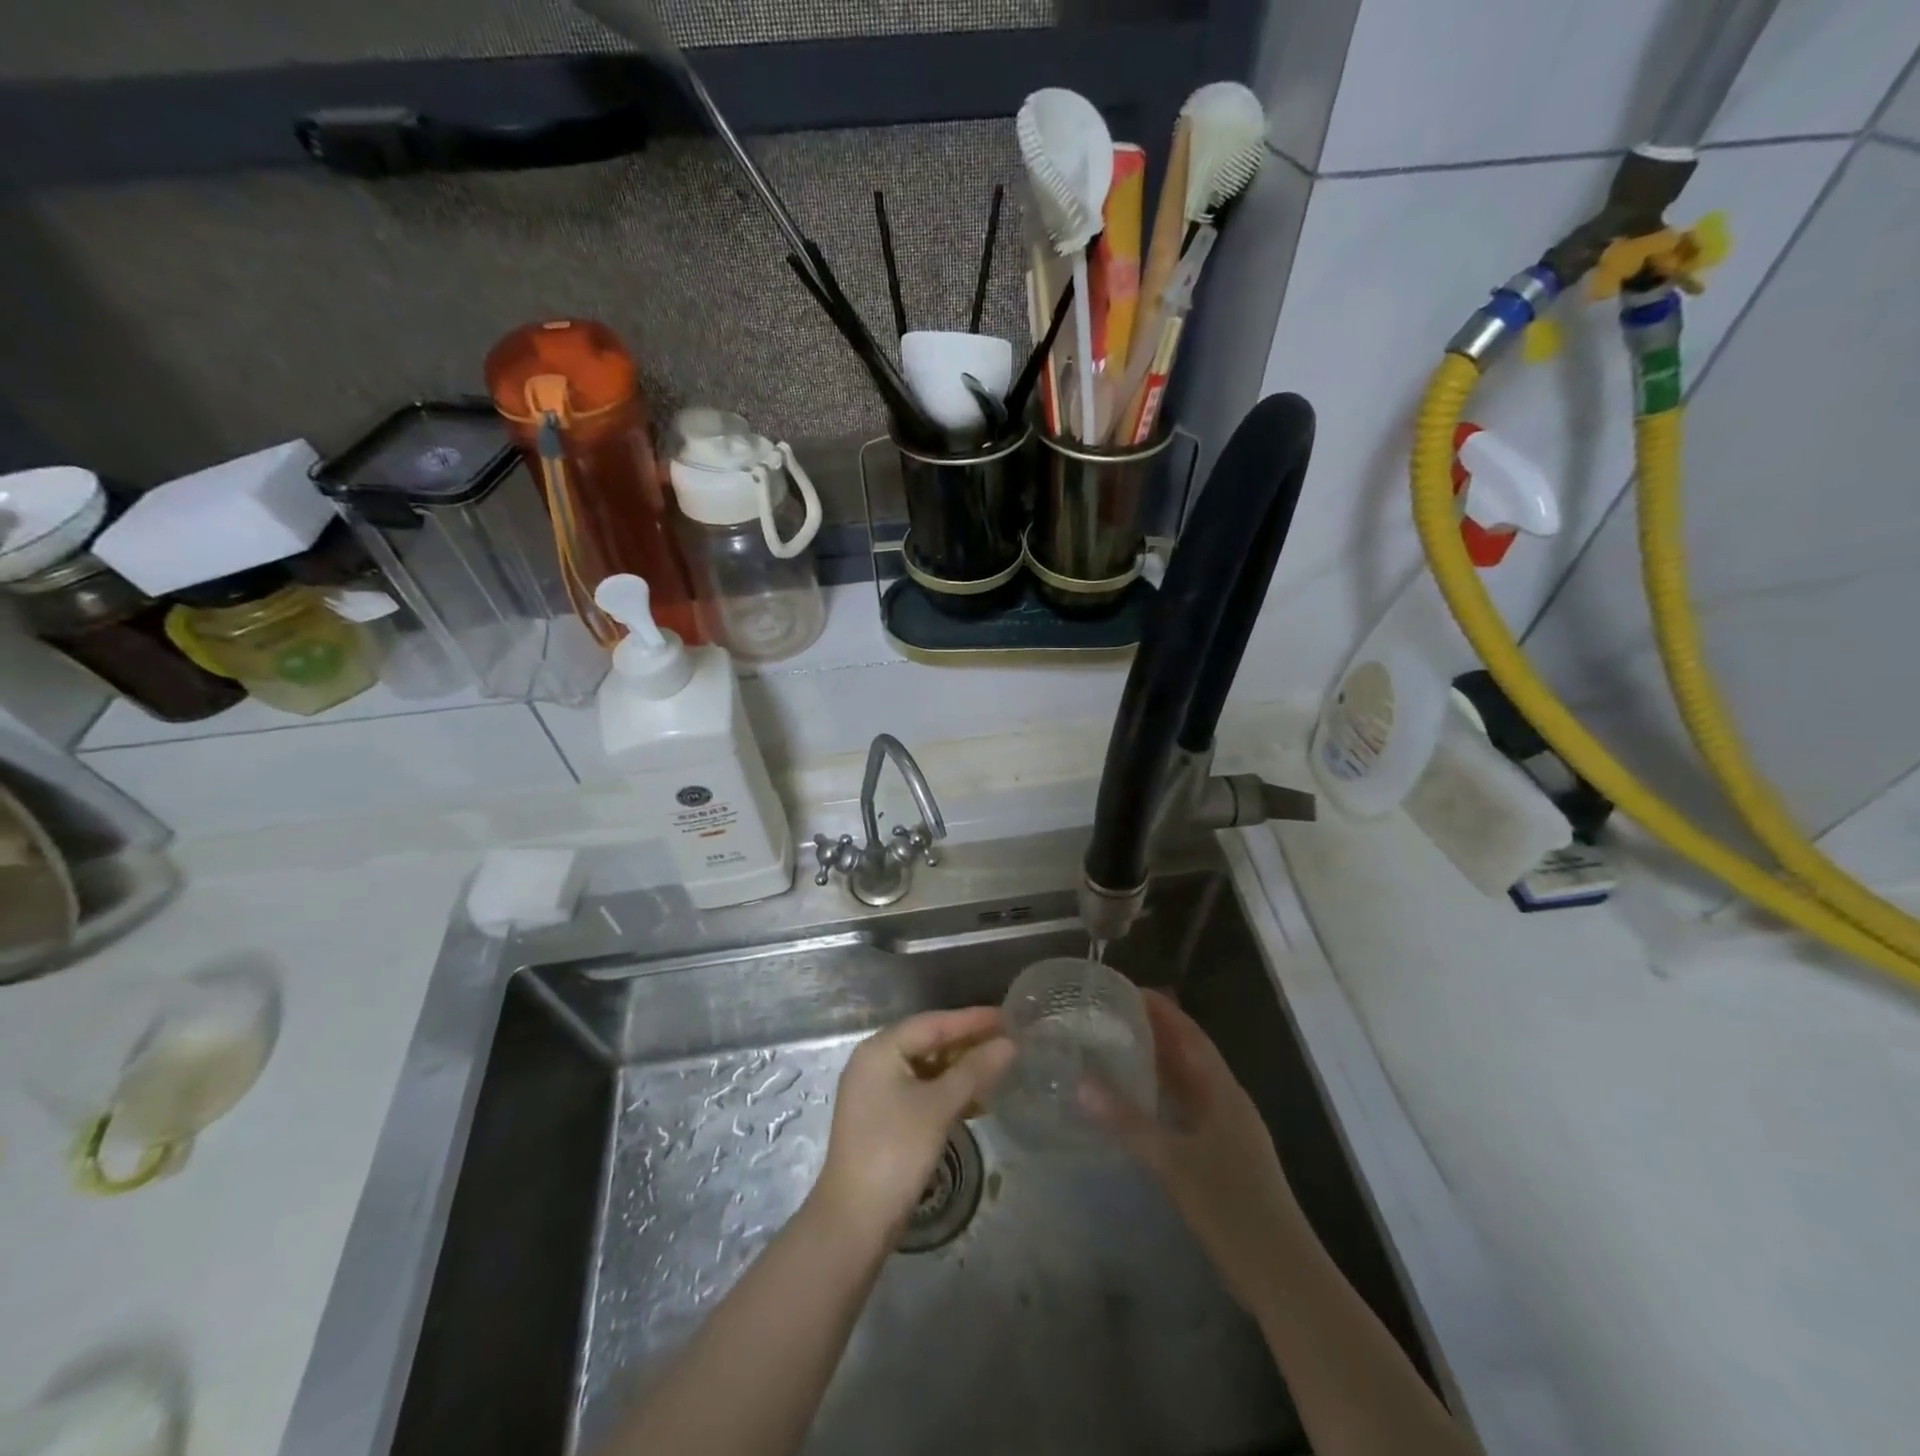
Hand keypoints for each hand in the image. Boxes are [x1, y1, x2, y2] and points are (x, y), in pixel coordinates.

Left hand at [810, 1008, 1014, 1245]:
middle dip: (968, 1043)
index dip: (972, 1019)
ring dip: (960, 1069)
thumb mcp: (939, 1106)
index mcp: (881, 1049)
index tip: (1008, 1016)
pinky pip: (920, 1090)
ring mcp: (876, 1091)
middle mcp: (874, 1062)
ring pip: (926, 1068)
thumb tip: (1009, 1044)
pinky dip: (947, 1092)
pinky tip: (975, 1102)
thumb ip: (975, 1071)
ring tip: (999, 1069)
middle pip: (928, 1042)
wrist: (854, 1220)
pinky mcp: (882, 1118)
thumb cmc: (896, 1151)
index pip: (933, 1023)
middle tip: (1008, 1041)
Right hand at [1082, 989, 1302, 1313]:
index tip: (1125, 989)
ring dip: (1157, 1064)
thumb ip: (1126, 1121)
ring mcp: (1227, 1131)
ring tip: (1115, 1049)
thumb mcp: (1173, 1162)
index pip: (1190, 1034)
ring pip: (1188, 1084)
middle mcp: (1226, 1102)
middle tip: (1109, 1015)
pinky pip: (1186, 1111)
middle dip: (1154, 1031)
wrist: (1282, 1275)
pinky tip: (1136, 1104)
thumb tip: (1081, 1082)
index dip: (1161, 1009)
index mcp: (1222, 1091)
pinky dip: (1162, 1098)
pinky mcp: (1221, 1157)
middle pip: (1189, 1054)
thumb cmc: (1231, 1207)